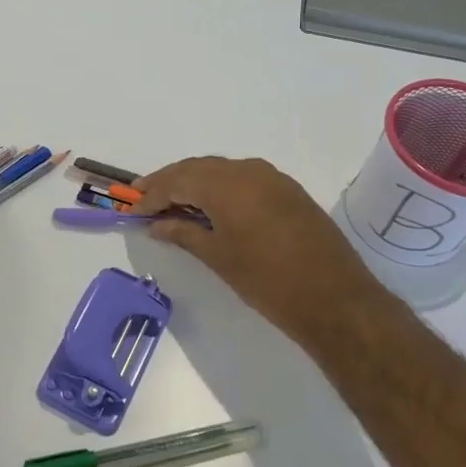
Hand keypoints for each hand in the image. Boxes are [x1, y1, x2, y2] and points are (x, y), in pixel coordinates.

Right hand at [131, 156, 393, 352]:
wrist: (334, 299)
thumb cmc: (267, 281)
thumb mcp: (218, 257)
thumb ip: (183, 233)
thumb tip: (156, 224)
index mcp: (226, 184)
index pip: (177, 181)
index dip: (151, 195)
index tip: (131, 209)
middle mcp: (247, 170)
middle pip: (197, 168)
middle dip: (169, 182)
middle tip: (143, 198)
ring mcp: (271, 178)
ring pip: (221, 170)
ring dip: (194, 182)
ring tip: (172, 202)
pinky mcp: (287, 190)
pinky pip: (242, 178)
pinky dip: (219, 187)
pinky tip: (210, 206)